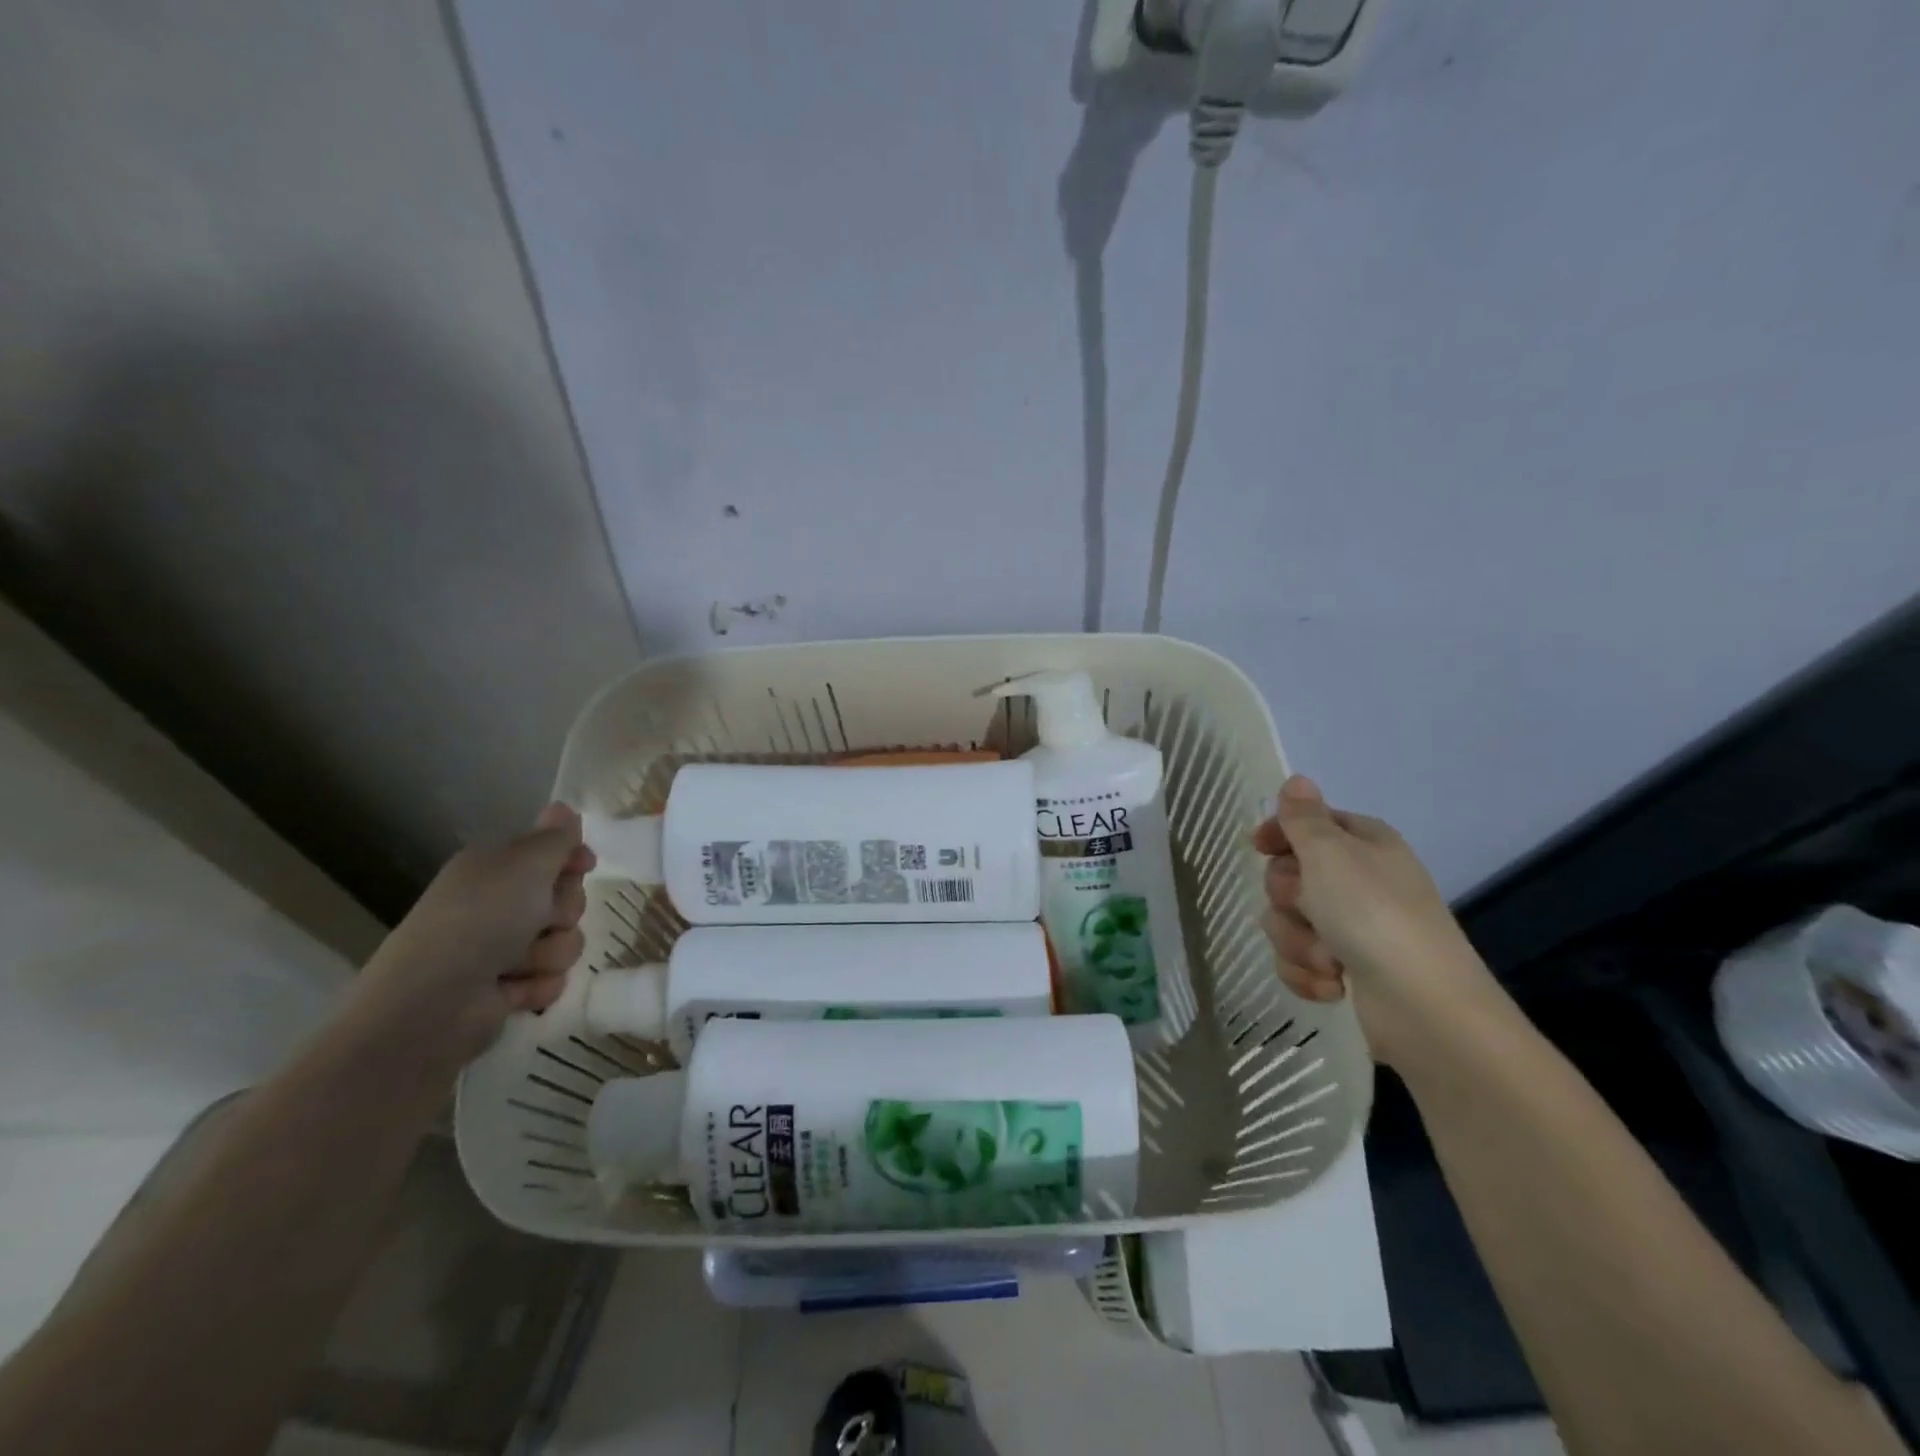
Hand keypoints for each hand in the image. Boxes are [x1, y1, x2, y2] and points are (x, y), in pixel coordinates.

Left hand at [343, 803, 594, 1074]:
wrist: (434, 1003)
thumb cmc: (481, 919)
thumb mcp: (526, 864)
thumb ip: (555, 837)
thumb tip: (564, 806)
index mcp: (495, 868)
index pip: (551, 853)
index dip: (572, 858)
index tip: (584, 865)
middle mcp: (499, 904)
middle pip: (566, 898)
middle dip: (564, 910)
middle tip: (540, 918)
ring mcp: (503, 949)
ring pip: (565, 941)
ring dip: (551, 953)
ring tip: (518, 963)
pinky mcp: (508, 990)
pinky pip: (552, 980)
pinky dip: (538, 985)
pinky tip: (514, 990)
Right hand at [1253, 775, 1500, 1068]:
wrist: (1423, 1007)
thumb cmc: (1373, 915)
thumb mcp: (1330, 854)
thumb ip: (1304, 818)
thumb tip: (1297, 779)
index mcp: (1363, 844)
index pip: (1309, 823)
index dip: (1280, 834)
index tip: (1260, 847)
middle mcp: (1359, 881)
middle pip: (1289, 876)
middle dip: (1288, 899)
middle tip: (1310, 909)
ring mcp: (1353, 928)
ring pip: (1288, 922)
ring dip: (1299, 942)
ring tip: (1329, 959)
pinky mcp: (1346, 969)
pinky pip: (1299, 962)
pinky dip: (1308, 974)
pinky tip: (1333, 985)